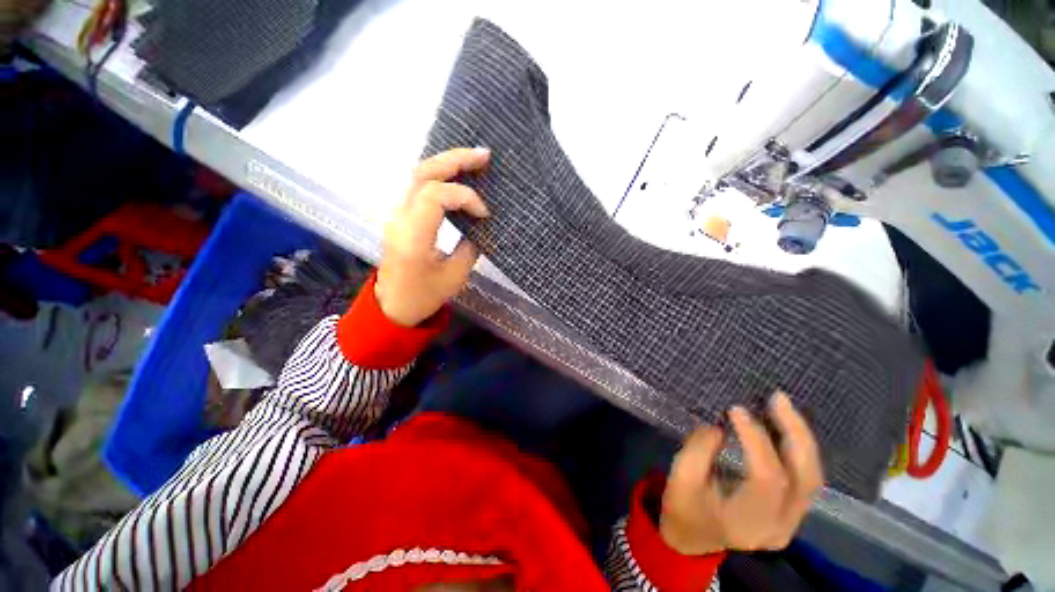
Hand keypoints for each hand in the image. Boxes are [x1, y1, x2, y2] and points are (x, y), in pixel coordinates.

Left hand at [375, 148, 490, 325]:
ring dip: (447, 164)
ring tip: (475, 161)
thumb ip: (470, 246)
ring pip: (418, 175)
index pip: (436, 196)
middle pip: (422, 174)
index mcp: (413, 236)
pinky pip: (419, 187)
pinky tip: (458, 177)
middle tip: (484, 155)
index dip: (465, 198)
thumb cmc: (424, 296)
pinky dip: (441, 177)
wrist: (393, 306)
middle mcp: (400, 218)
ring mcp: (397, 215)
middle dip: (454, 160)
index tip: (484, 215)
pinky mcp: (401, 217)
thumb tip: (480, 224)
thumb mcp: (455, 276)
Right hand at [660, 391, 822, 555]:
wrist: (692, 538)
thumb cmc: (682, 507)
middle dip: (795, 434)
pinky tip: (785, 426)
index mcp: (748, 523)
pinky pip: (806, 478)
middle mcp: (780, 526)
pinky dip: (799, 449)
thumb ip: (699, 450)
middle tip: (778, 399)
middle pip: (805, 479)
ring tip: (783, 406)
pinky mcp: (792, 512)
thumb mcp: (680, 479)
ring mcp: (792, 522)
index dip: (756, 440)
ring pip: (813, 478)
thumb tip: (721, 426)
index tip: (736, 410)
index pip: (767, 479)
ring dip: (801, 438)